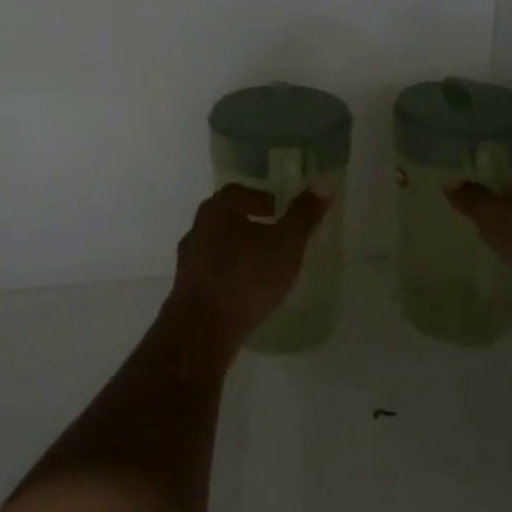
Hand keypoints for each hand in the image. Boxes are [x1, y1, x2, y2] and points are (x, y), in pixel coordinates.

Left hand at [169, 183, 330, 351]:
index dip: (259, 197)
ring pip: (216, 245)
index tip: (278, 209)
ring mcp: (188, 261)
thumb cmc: (246, 278)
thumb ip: (304, 214)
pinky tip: (246, 291)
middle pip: (225, 217)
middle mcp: (198, 229)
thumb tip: (325, 180)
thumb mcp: (285, 244)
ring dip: (238, 250)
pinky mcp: (186, 290)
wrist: (202, 330)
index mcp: (218, 210)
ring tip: (264, 265)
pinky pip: (212, 272)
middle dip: (249, 222)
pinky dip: (229, 274)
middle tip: (274, 234)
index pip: (237, 192)